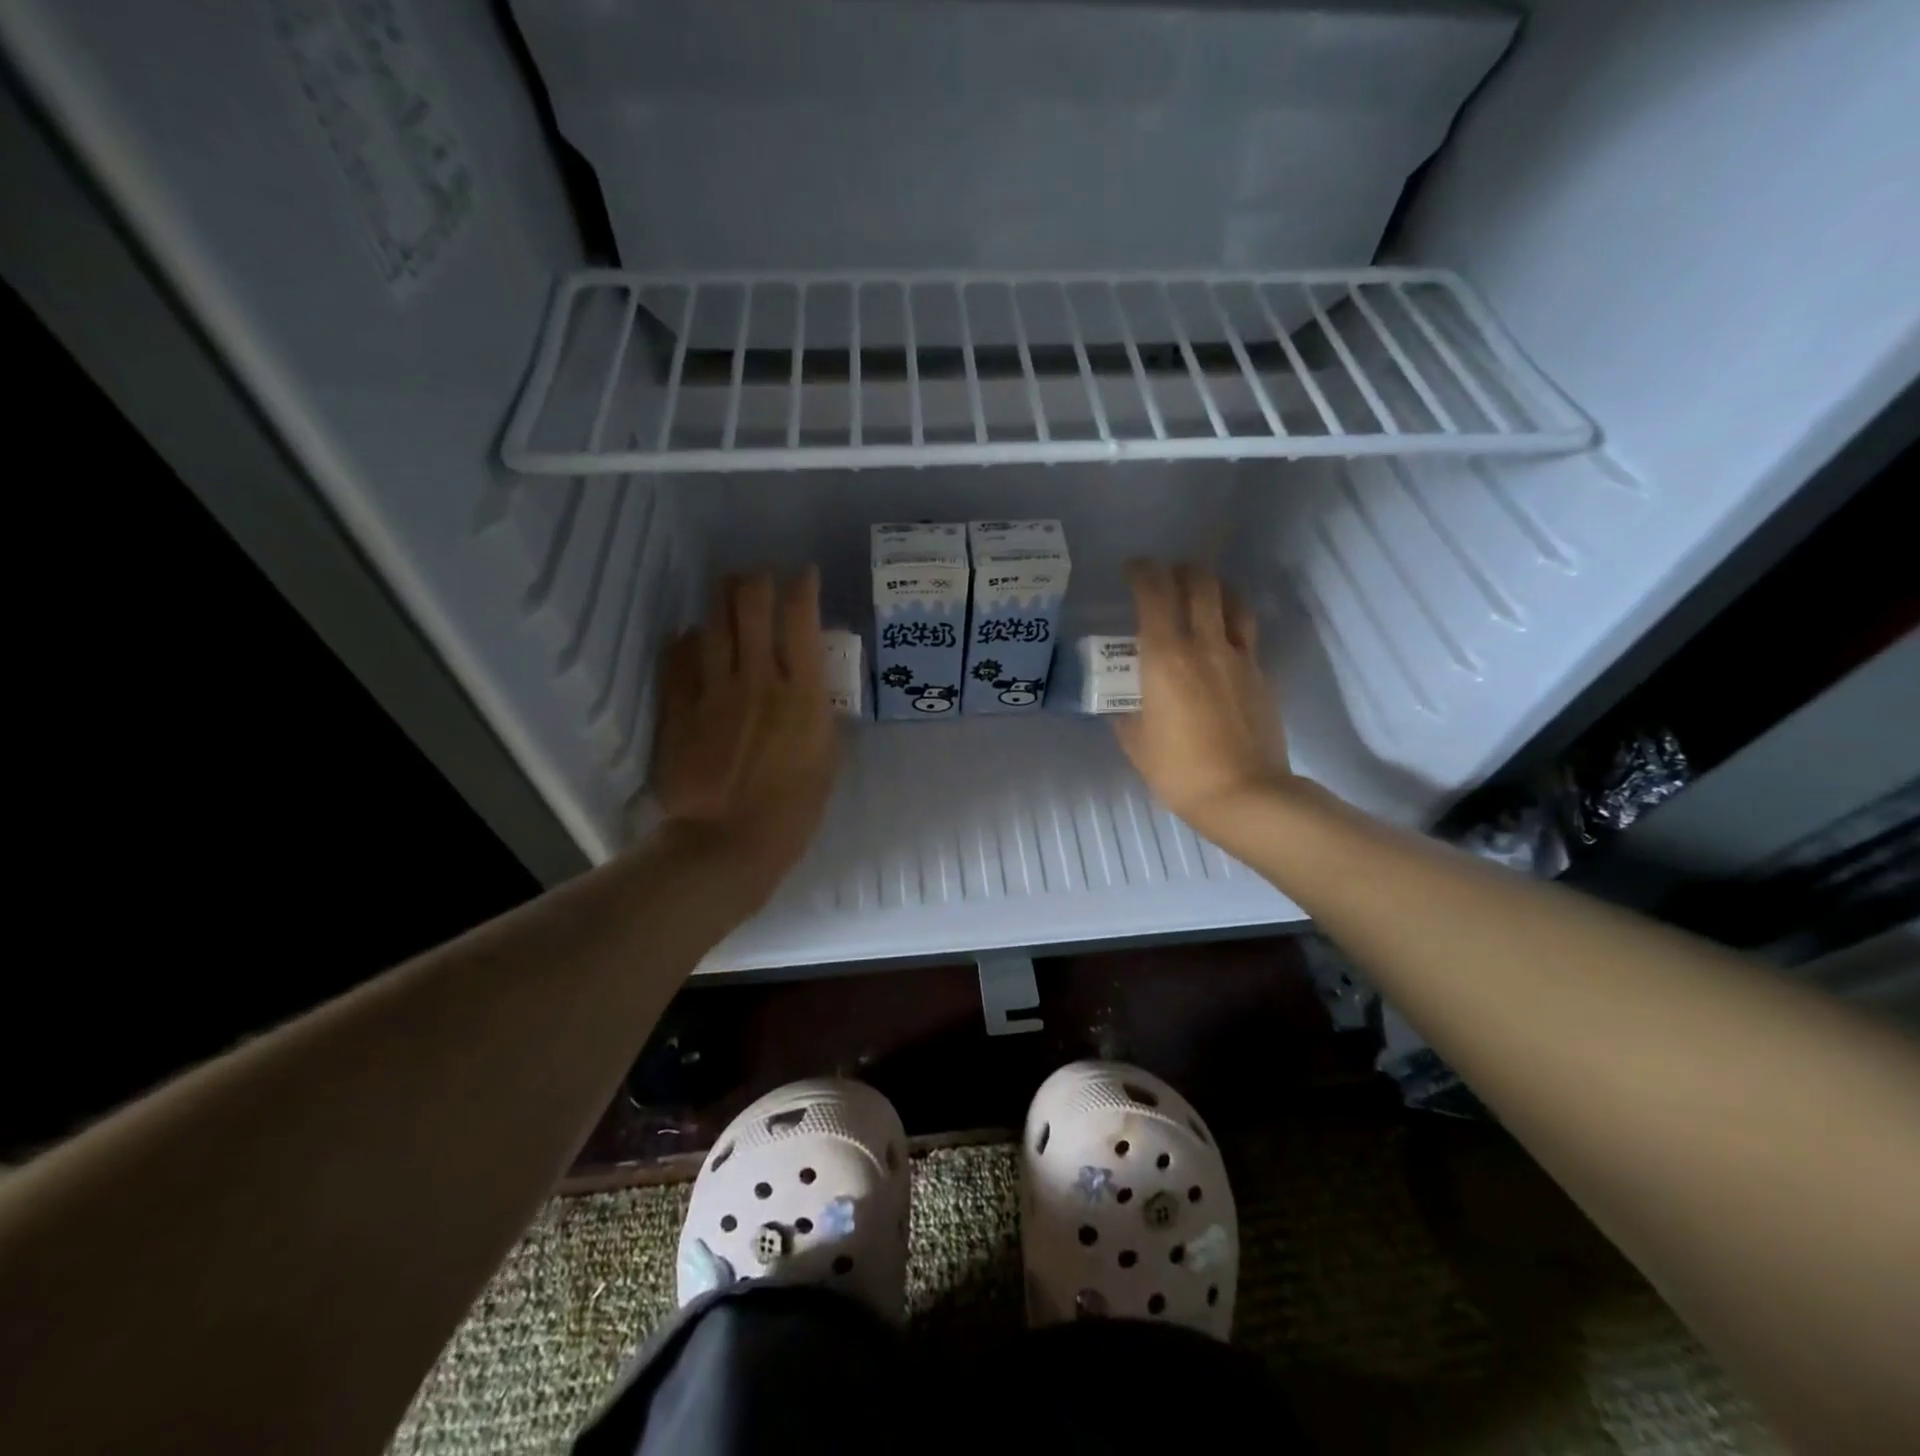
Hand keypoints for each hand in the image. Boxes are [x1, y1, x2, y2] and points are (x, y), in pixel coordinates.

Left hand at [649, 569, 838, 907]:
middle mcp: (758, 678)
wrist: (728, 843)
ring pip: (712, 621)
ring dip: (722, 598)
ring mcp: (713, 690)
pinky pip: (679, 656)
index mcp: (802, 693)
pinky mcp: (680, 708)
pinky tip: (694, 639)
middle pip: (750, 603)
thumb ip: (820, 715)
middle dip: (756, 579)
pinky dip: (689, 640)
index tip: (805, 576)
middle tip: (761, 581)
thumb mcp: (827, 760)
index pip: (801, 617)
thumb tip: (811, 689)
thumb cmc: (793, 810)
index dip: (803, 585)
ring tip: (728, 593)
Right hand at [1114, 561, 1292, 836]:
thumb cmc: (1179, 770)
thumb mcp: (1136, 743)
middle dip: (1179, 569)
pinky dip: (1231, 619)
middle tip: (1165, 577)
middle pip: (1199, 582)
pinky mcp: (1260, 673)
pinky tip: (1221, 636)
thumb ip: (1125, 713)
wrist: (1244, 794)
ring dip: (1213, 587)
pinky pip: (1246, 631)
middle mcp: (1203, 645)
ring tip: (1199, 594)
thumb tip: (1122, 702)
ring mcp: (1238, 656)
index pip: (1154, 593)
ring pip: (1231, 599)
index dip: (1142, 572)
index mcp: (1165, 658)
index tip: (1132, 569)